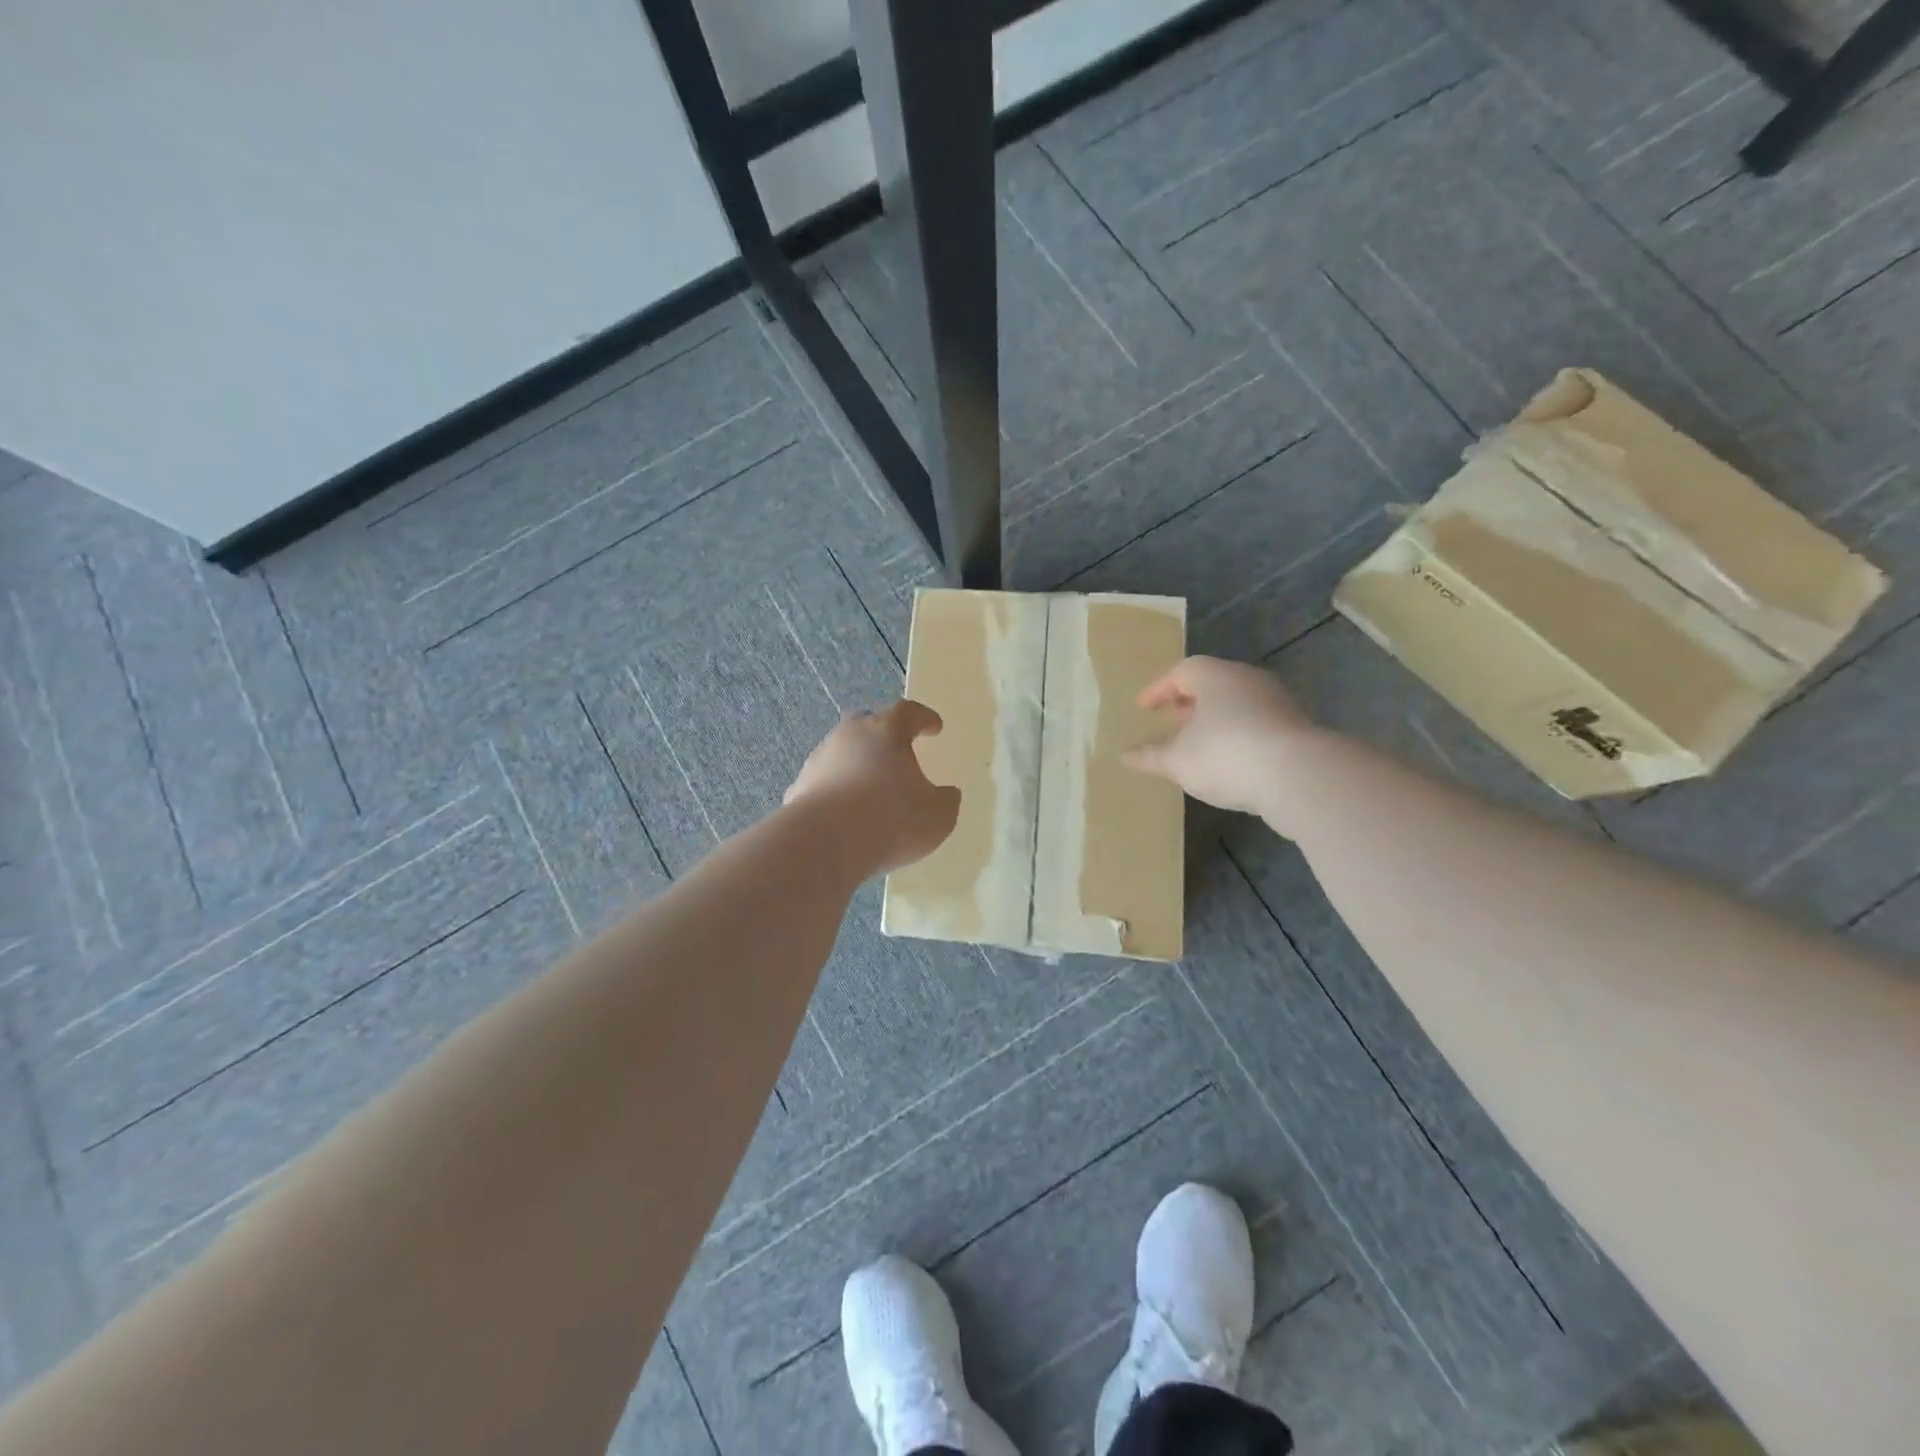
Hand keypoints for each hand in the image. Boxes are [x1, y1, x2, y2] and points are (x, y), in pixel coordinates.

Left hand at [785, 701, 961, 874]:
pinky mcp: (799, 788)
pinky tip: (844, 813)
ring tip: (870, 787)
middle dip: (882, 733)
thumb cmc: (890, 820)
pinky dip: (836, 790)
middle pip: (867, 722)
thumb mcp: (937, 816)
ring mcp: (819, 760)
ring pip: (841, 751)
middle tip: (896, 749)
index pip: (908, 712)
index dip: (924, 718)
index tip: (934, 727)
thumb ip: (945, 801)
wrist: (822, 845)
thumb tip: (947, 794)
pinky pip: (824, 782)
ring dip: (856, 763)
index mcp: (886, 731)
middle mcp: (849, 736)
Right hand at [1123, 657, 1314, 819]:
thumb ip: (1150, 756)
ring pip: (1236, 702)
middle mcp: (1246, 679)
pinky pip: (1255, 722)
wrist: (1299, 774)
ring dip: (1214, 719)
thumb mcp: (1177, 760)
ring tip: (1198, 742)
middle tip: (1172, 719)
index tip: (1144, 707)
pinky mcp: (1295, 726)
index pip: (1180, 672)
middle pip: (1212, 683)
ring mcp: (1275, 701)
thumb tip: (1124, 756)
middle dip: (1189, 701)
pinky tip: (1229, 758)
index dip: (1158, 689)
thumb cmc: (1225, 754)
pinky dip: (1237, 734)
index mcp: (1214, 676)